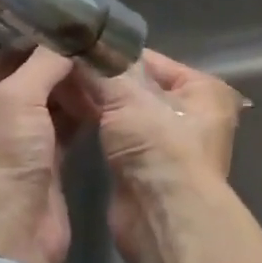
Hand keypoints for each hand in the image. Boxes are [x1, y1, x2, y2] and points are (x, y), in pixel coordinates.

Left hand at [0, 47, 84, 262]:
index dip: (17, 47)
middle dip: (47, 69)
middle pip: (13, 89)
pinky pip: (57, 133)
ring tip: (95, 64)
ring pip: (38, 112)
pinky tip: (98, 95)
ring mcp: (4, 156)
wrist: (12, 242)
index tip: (52, 28)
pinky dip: (75, 116)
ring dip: (64, 92)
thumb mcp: (15, 102)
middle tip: (81, 43)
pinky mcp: (36, 173)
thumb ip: (43, 65)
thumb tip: (70, 38)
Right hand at [72, 51, 243, 262]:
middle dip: (103, 79)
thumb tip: (80, 47)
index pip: (154, 61)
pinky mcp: (147, 167)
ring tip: (57, 84)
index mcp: (204, 89)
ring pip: (127, 113)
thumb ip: (104, 71)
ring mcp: (170, 143)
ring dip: (97, 102)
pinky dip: (98, 125)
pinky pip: (118, 136)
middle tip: (61, 66)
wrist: (163, 215)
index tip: (79, 47)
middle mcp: (193, 113)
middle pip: (140, 87)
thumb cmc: (160, 146)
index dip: (116, 55)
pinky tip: (66, 112)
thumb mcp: (131, 98)